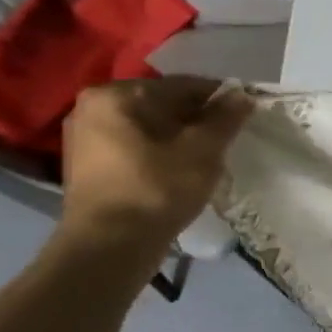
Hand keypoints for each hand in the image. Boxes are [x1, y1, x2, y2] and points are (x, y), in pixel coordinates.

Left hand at [59, 77, 254, 244]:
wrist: (109, 246)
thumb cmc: (158, 187)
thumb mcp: (203, 148)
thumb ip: (226, 116)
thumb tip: (243, 95)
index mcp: (117, 94)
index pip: (184, 85)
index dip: (221, 99)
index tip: (246, 115)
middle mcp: (93, 106)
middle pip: (164, 103)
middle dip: (199, 117)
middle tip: (229, 136)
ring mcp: (86, 136)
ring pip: (151, 124)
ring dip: (182, 134)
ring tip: (209, 154)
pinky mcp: (89, 162)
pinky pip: (137, 142)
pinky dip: (163, 148)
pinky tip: (182, 166)